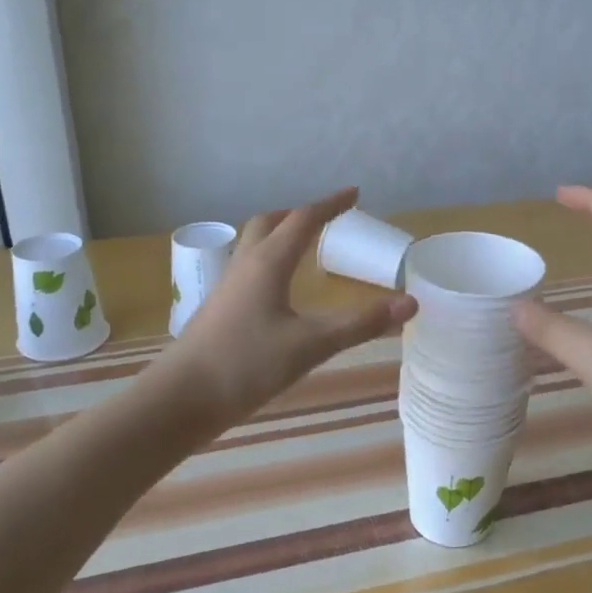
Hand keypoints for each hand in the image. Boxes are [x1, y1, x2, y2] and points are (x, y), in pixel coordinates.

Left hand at [156, 189, 415, 426]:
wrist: (181, 398)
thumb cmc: (246, 365)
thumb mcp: (311, 345)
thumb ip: (360, 324)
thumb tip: (410, 303)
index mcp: (268, 263)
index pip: (303, 220)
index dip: (330, 205)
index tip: (354, 194)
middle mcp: (244, 265)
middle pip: (270, 223)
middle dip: (300, 215)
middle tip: (327, 219)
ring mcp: (227, 287)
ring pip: (254, 245)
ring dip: (280, 236)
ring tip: (304, 248)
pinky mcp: (219, 309)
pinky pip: (248, 269)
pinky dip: (269, 262)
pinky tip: (278, 291)